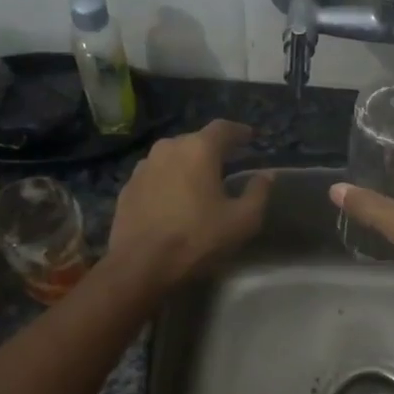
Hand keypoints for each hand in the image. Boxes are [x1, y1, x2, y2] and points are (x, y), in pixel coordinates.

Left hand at [107, 120, 270, 288]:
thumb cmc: (196, 239)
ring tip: (198, 182)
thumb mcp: (242, 221)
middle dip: (212, 149)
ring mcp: (143, 166)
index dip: (239, 131)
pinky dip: (167, 180)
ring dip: (187, 165)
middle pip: (195, 140)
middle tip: (226, 163)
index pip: (223, 128)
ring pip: (172, 156)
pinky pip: (154, 175)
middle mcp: (168, 148)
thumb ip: (258, 193)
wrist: (139, 265)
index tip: (250, 138)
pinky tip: (172, 199)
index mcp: (198, 149)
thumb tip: (266, 175)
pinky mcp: (127, 187)